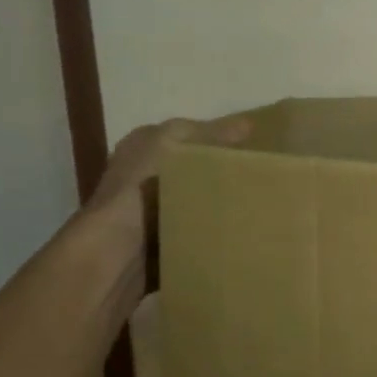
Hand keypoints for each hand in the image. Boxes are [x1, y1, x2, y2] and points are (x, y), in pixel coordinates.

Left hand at [84, 116, 250, 289]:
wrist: (115, 252)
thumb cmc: (140, 188)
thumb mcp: (174, 144)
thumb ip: (211, 133)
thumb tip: (250, 123)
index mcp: (145, 146)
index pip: (190, 135)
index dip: (220, 138)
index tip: (255, 148)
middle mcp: (146, 175)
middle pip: (195, 168)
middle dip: (223, 173)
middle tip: (261, 177)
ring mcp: (153, 210)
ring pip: (198, 200)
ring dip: (220, 203)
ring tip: (257, 203)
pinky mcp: (162, 240)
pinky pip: (196, 229)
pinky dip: (212, 229)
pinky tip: (237, 228)